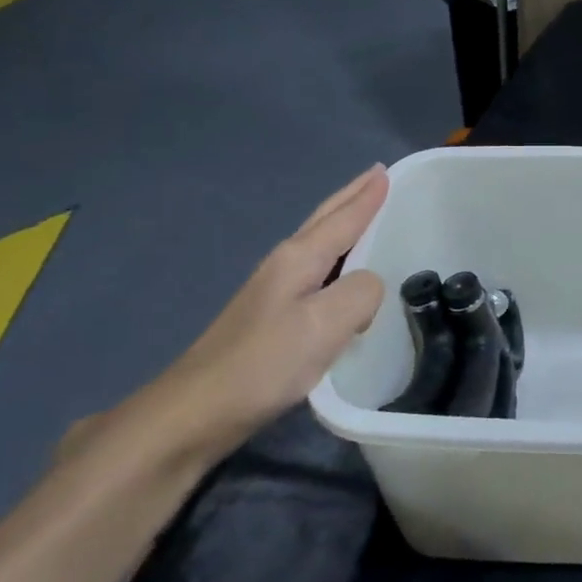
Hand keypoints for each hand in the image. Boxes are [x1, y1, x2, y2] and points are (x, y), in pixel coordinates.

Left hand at [116, 164, 389, 468]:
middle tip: (376, 177)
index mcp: (299, 258)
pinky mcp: (270, 318)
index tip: (386, 171)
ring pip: (319, 245)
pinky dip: (337, 259)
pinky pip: (316, 272)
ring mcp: (273, 291)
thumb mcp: (325, 324)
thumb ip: (361, 293)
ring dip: (344, 225)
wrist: (195, 411)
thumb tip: (369, 286)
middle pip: (324, 221)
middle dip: (352, 198)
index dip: (367, 196)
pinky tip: (341, 274)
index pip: (343, 218)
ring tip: (366, 215)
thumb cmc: (265, 363)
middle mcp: (284, 265)